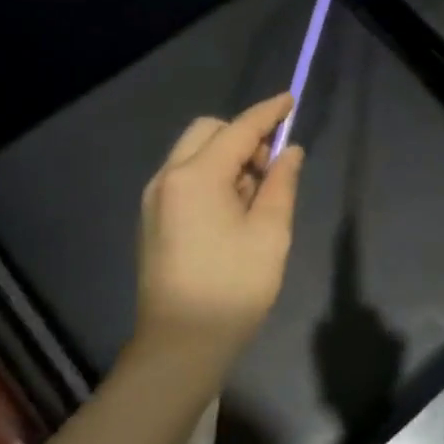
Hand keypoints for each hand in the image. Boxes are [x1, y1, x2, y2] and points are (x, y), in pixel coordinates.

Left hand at [133, 93, 304, 385]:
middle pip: (208, 133)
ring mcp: (155, 199)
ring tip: (255, 196)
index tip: (291, 99)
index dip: (268, 113)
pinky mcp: (152, 219)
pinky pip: (184, 179)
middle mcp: (168, 177)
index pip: (239, 130)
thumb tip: (289, 151)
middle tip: (272, 167)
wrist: (180, 344)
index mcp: (197, 177)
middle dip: (243, 136)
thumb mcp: (270, 234)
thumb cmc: (233, 287)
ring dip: (227, 159)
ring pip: (194, 155)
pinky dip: (211, 178)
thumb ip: (281, 184)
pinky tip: (231, 211)